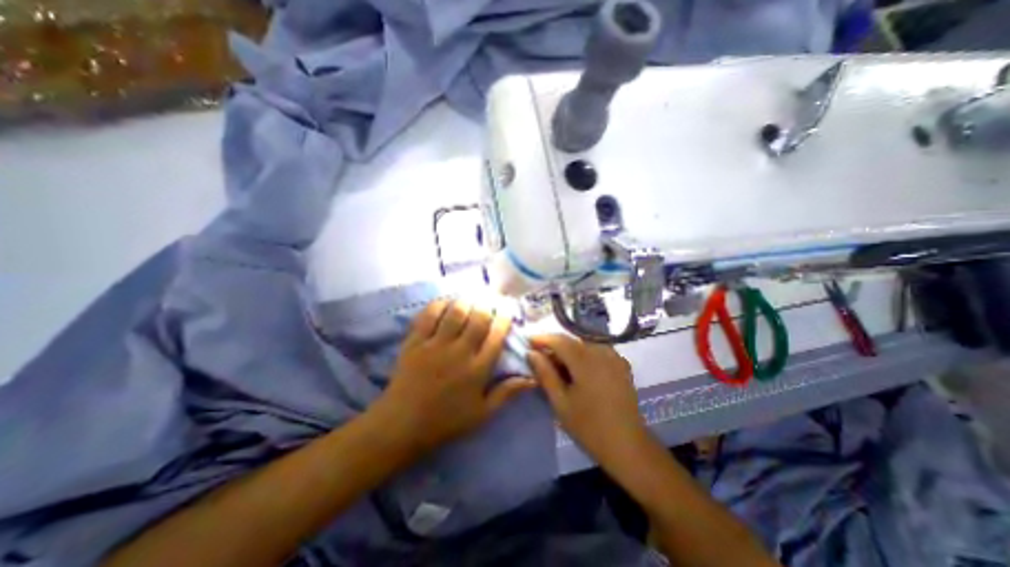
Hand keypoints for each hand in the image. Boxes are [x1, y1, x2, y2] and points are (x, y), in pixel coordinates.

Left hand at [371, 301, 535, 455]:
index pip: (496, 336)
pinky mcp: (415, 342)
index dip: (504, 318)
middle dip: (487, 305)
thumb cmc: (446, 421)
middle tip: (489, 299)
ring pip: (455, 312)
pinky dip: (438, 305)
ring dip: (466, 301)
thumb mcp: (482, 413)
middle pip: (478, 318)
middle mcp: (459, 352)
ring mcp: (435, 345)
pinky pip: (428, 316)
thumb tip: (532, 379)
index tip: (507, 309)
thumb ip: (507, 393)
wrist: (402, 425)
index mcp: (477, 370)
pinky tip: (445, 303)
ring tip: (470, 297)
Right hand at [530, 333, 646, 466]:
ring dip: (569, 351)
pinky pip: (597, 351)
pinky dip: (583, 355)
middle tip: (541, 359)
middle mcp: (601, 352)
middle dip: (554, 346)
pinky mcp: (621, 365)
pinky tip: (579, 370)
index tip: (528, 342)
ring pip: (584, 345)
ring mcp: (614, 357)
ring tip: (558, 367)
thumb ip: (545, 373)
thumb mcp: (560, 402)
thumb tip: (531, 353)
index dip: (541, 338)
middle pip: (572, 341)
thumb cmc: (588, 426)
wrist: (627, 445)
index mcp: (585, 361)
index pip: (559, 340)